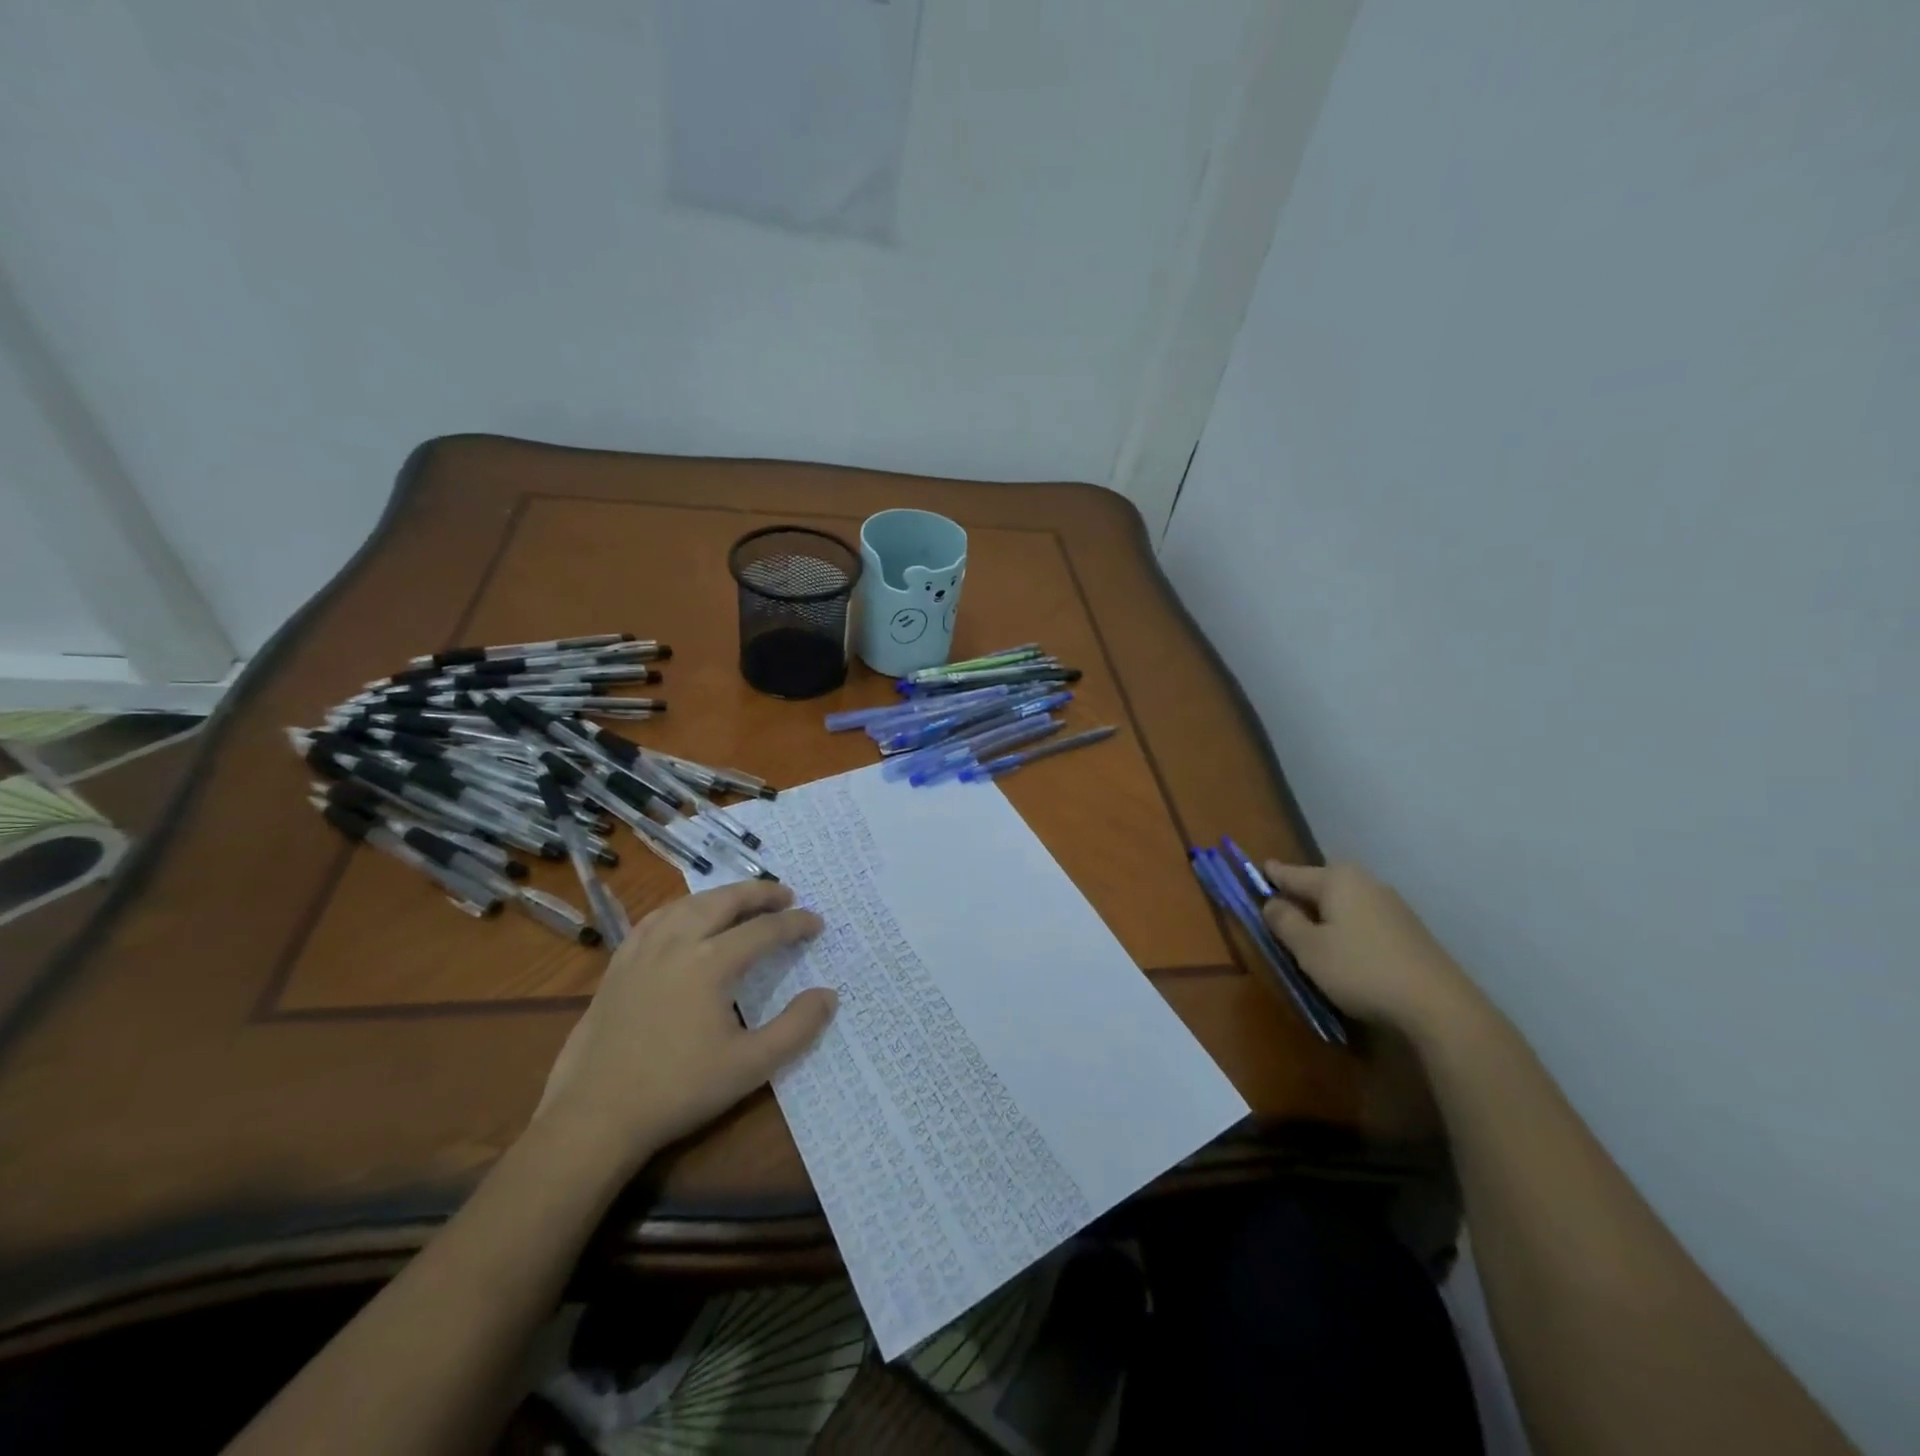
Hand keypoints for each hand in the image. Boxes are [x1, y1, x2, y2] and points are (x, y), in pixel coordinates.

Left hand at [535, 881, 835, 1170]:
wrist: (595, 1117)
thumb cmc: (678, 1090)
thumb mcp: (750, 1066)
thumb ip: (796, 1028)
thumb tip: (828, 995)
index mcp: (710, 963)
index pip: (764, 930)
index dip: (795, 924)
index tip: (817, 922)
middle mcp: (677, 944)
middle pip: (724, 901)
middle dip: (759, 894)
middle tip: (786, 895)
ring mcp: (642, 951)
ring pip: (688, 904)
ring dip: (721, 896)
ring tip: (741, 900)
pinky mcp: (618, 966)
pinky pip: (655, 920)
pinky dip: (681, 909)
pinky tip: (684, 918)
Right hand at [1261, 861, 1483, 1042]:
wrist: (1439, 1005)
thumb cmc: (1360, 969)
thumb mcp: (1308, 948)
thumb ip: (1284, 921)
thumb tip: (1272, 902)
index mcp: (1336, 879)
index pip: (1292, 873)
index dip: (1271, 875)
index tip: (1257, 870)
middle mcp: (1365, 882)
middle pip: (1321, 884)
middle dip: (1300, 893)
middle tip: (1279, 907)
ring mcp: (1392, 905)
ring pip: (1344, 902)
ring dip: (1325, 913)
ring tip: (1309, 931)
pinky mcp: (1409, 930)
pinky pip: (1364, 918)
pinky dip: (1347, 926)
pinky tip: (1345, 948)